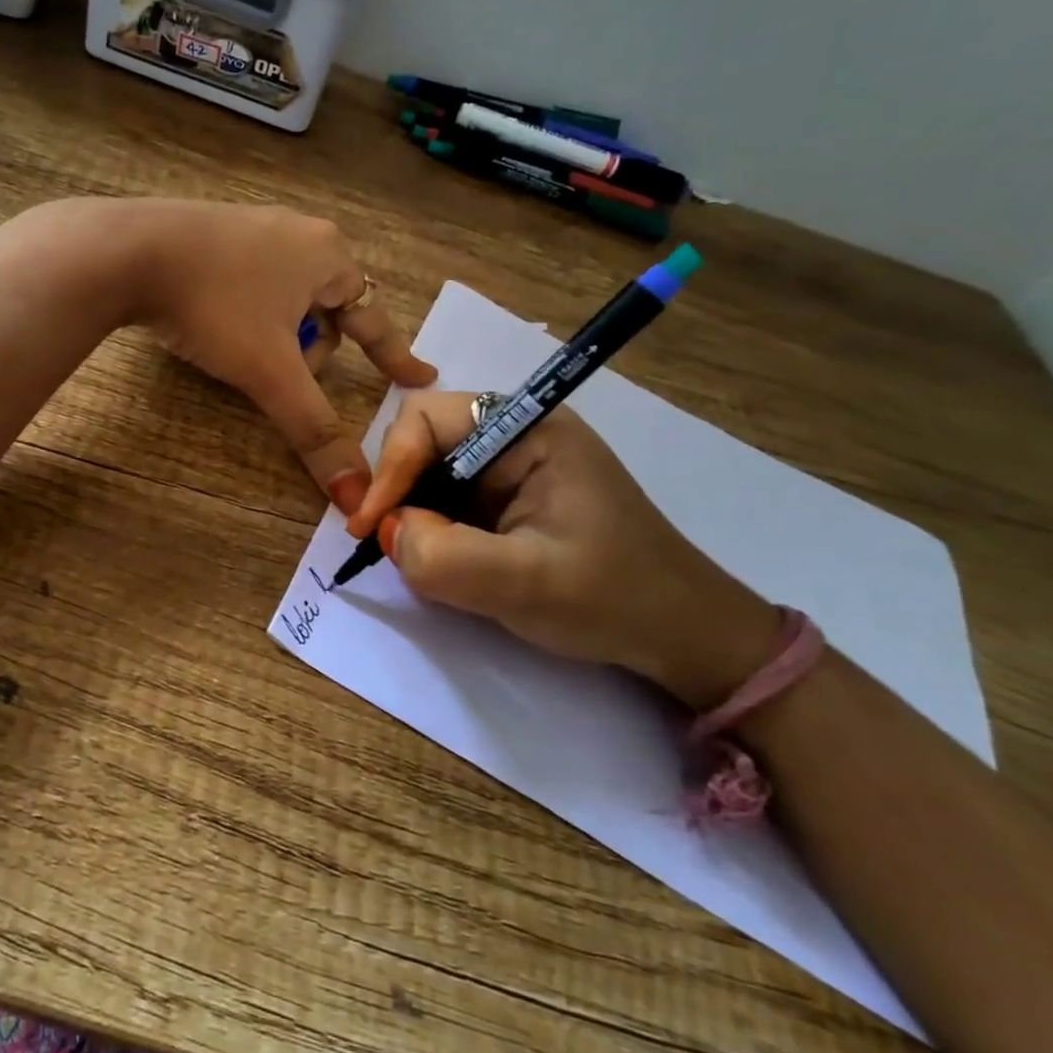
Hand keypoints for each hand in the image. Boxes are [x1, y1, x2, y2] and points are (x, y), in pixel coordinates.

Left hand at [127, 201, 435, 510]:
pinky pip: (253, 283)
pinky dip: (249, 314)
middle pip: (329, 310)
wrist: (126, 252)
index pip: (375, 319)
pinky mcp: (215, 231)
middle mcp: (300, 233)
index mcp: (328, 256)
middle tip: (283, 374)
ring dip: (279, 334)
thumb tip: (356, 496)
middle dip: (312, 350)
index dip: (396, 356)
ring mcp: (255, 226)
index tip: (421, 378)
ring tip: (241, 352)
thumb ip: (315, 431)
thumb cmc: (215, 306)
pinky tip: (216, 324)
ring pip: (288, 298)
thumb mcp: (270, 372)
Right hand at [345, 391, 779, 709]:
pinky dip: (430, 527)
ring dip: (412, 513)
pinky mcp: (510, 497)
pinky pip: (448, 499)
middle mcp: (516, 434)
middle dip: (397, 490)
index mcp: (528, 429)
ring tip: (414, 557)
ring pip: (430, 472)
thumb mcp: (526, 583)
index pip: (427, 418)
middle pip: (422, 440)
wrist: (681, 634)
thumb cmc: (613, 599)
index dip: (390, 466)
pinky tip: (440, 559)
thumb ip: (445, 557)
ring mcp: (512, 466)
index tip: (370, 526)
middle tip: (385, 543)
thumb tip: (387, 533)